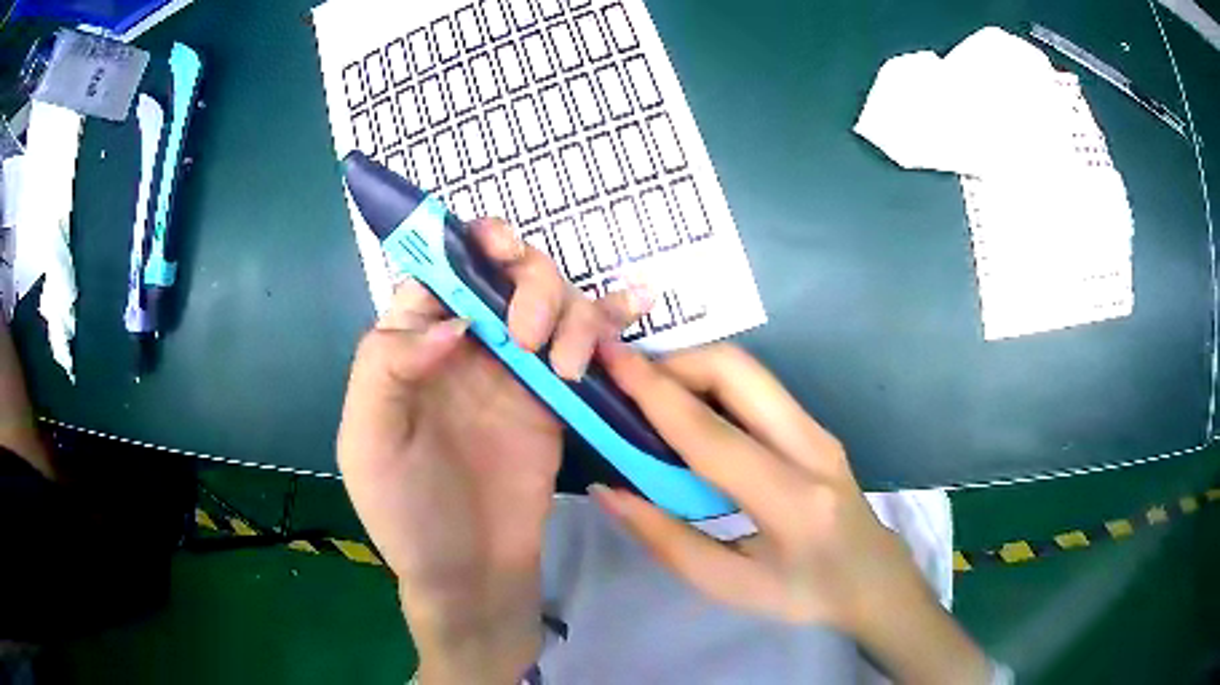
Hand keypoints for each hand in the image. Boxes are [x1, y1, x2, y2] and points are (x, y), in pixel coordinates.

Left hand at [337, 218, 649, 684]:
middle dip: (526, 281)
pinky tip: (638, 304)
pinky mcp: (556, 396)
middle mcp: (465, 345)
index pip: (437, 272)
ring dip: (570, 310)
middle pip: (502, 273)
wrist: (470, 574)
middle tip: (530, 335)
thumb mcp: (368, 442)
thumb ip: (388, 367)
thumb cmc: (406, 513)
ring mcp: (515, 369)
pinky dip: (612, 317)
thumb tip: (454, 321)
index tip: (495, 255)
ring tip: (570, 365)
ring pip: (551, 299)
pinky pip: (587, 343)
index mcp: (411, 345)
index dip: (465, 250)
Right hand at [590, 343, 990, 684]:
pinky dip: (713, 382)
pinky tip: (690, 409)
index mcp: (790, 501)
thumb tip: (609, 490)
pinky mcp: (817, 425)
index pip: (711, 434)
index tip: (609, 360)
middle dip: (675, 360)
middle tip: (628, 381)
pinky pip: (757, 386)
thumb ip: (666, 540)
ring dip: (693, 367)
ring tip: (649, 394)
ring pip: (749, 369)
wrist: (875, 580)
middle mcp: (811, 447)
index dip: (654, 392)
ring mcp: (820, 429)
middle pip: (737, 370)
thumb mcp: (730, 586)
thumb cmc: (805, 595)